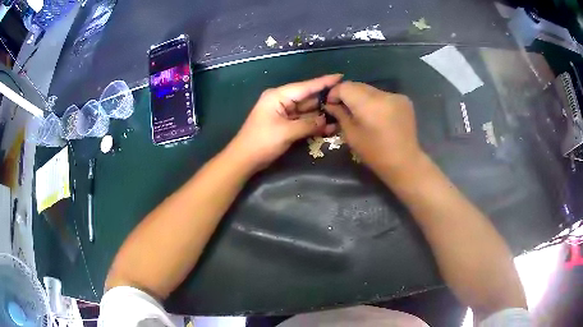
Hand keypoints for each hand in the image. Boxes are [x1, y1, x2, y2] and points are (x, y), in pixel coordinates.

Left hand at [230, 74, 341, 170]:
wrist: (244, 159)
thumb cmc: (262, 142)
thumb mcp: (286, 132)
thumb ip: (308, 124)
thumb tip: (326, 120)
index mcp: (278, 96)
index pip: (305, 87)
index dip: (323, 82)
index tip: (340, 76)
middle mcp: (282, 101)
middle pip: (307, 98)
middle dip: (325, 100)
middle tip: (345, 100)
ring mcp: (283, 113)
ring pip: (307, 111)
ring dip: (321, 115)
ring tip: (342, 115)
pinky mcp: (285, 124)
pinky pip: (303, 121)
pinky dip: (314, 124)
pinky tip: (329, 127)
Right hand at [324, 81, 423, 176]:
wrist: (405, 163)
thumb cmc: (375, 154)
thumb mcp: (352, 135)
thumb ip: (340, 114)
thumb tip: (330, 104)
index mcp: (369, 104)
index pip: (345, 87)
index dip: (334, 93)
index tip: (331, 104)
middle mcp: (384, 94)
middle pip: (358, 85)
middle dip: (348, 94)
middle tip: (343, 108)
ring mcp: (396, 96)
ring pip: (371, 90)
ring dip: (362, 98)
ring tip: (361, 113)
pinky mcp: (404, 100)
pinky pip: (383, 95)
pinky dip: (376, 101)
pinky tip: (377, 115)